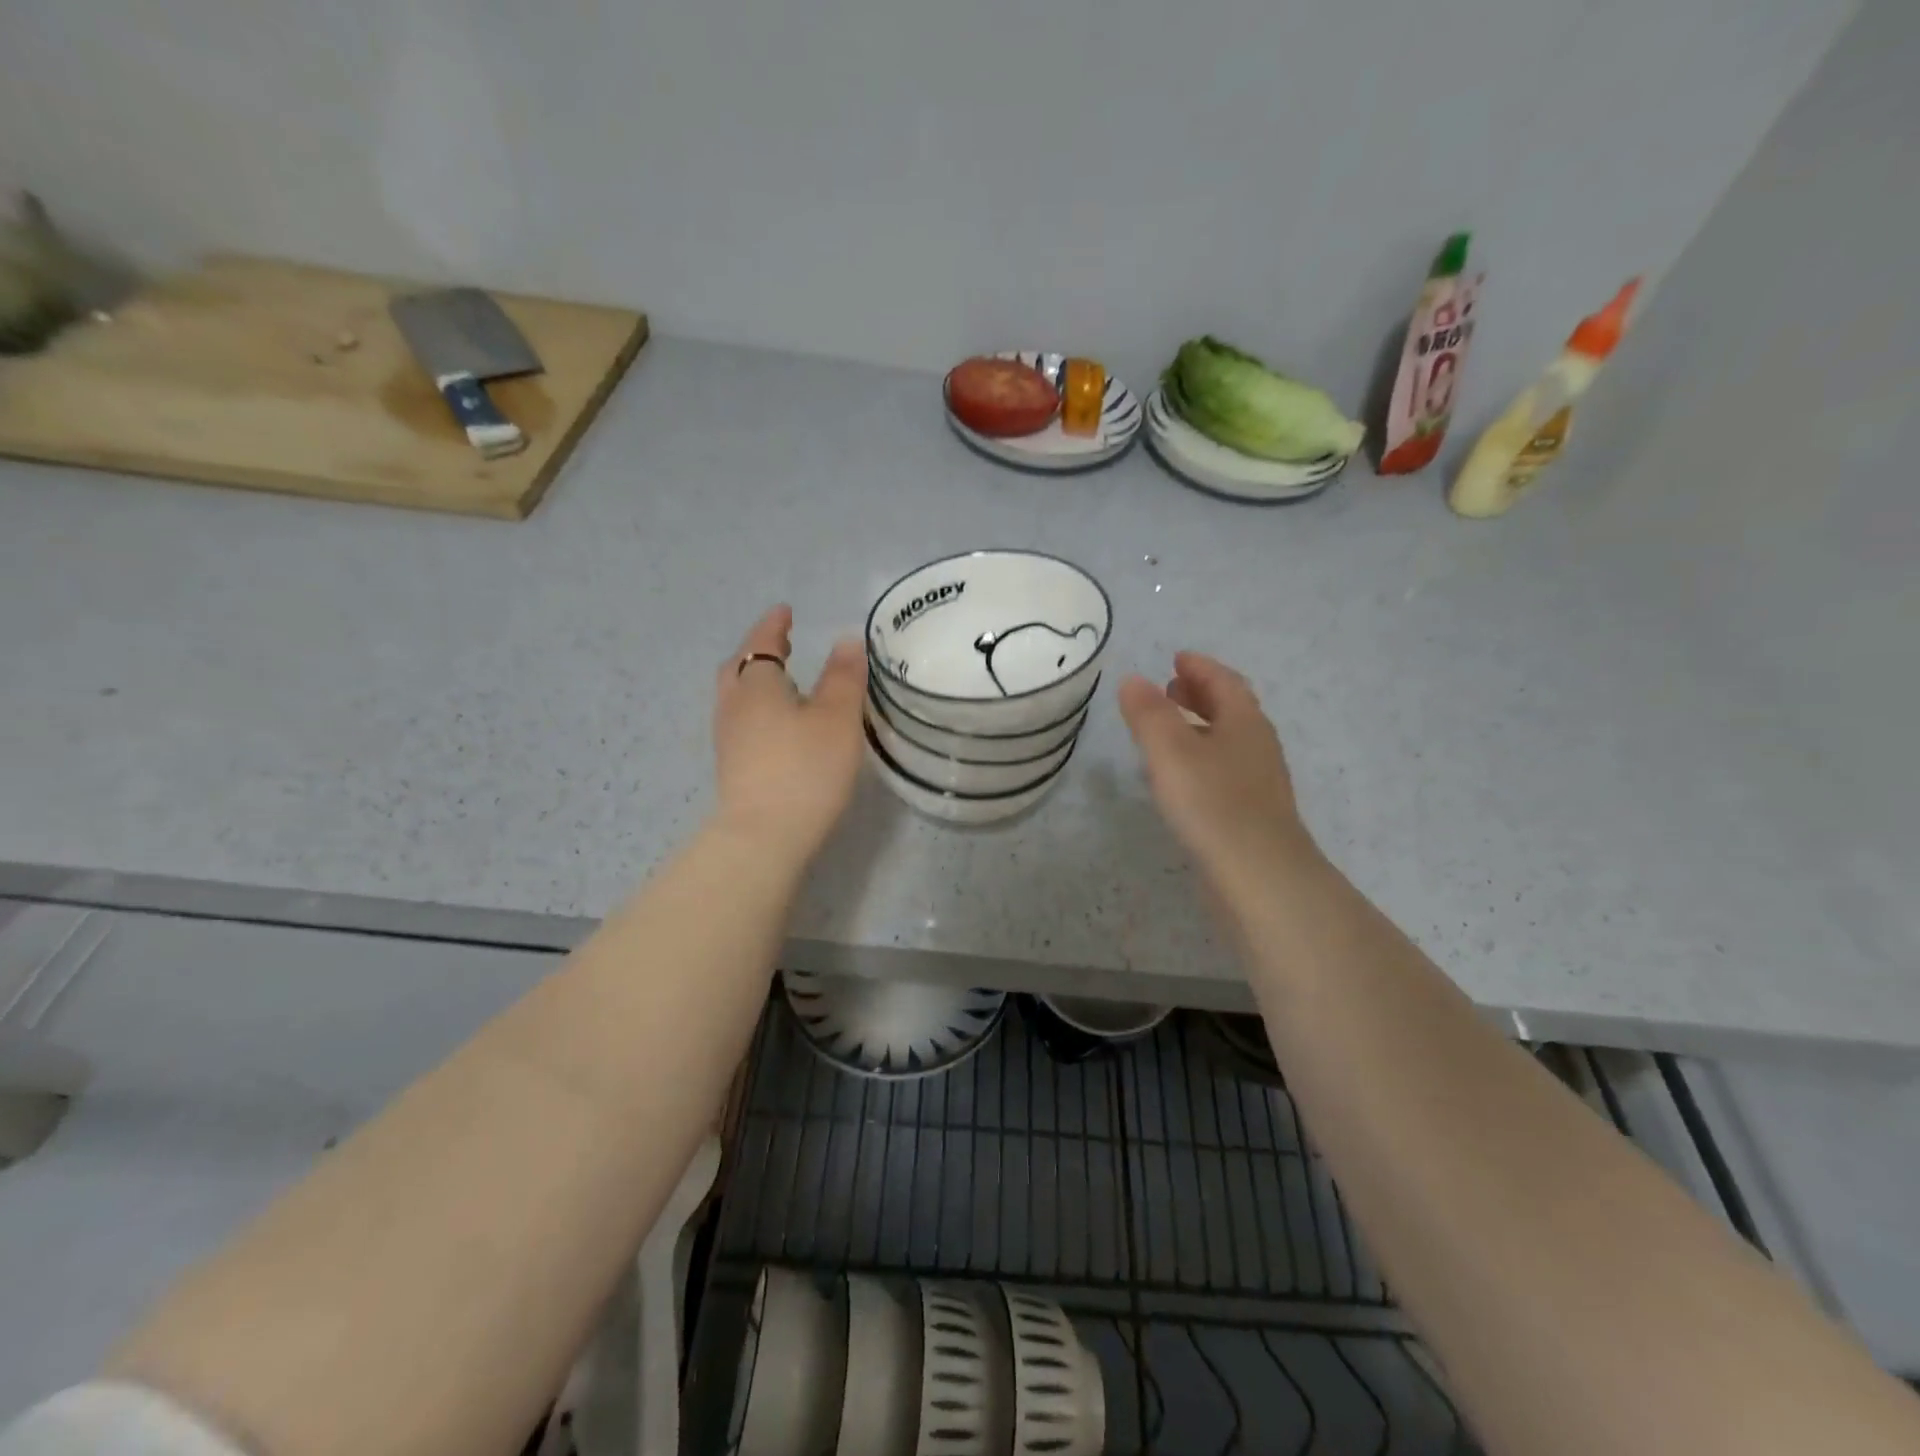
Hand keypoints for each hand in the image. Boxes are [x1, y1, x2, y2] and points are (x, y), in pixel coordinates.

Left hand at [713, 605, 867, 860]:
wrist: (764, 836)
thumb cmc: (805, 769)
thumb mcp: (837, 718)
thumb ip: (843, 677)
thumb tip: (845, 640)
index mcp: (756, 685)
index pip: (761, 643)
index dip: (774, 626)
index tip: (785, 611)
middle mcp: (734, 706)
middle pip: (739, 668)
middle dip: (758, 651)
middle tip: (781, 643)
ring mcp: (728, 739)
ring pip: (737, 696)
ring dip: (756, 681)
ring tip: (784, 682)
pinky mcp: (732, 767)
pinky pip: (742, 721)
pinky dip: (758, 708)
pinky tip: (779, 725)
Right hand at [1118, 652, 1317, 890]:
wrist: (1260, 876)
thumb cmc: (1213, 803)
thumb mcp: (1170, 751)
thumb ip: (1148, 714)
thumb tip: (1132, 679)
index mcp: (1244, 721)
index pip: (1223, 681)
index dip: (1199, 667)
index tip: (1177, 658)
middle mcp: (1256, 746)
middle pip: (1230, 709)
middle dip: (1200, 695)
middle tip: (1171, 688)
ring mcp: (1258, 782)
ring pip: (1227, 741)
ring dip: (1200, 727)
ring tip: (1169, 730)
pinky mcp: (1251, 813)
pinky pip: (1224, 770)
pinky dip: (1201, 758)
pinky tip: (1182, 778)